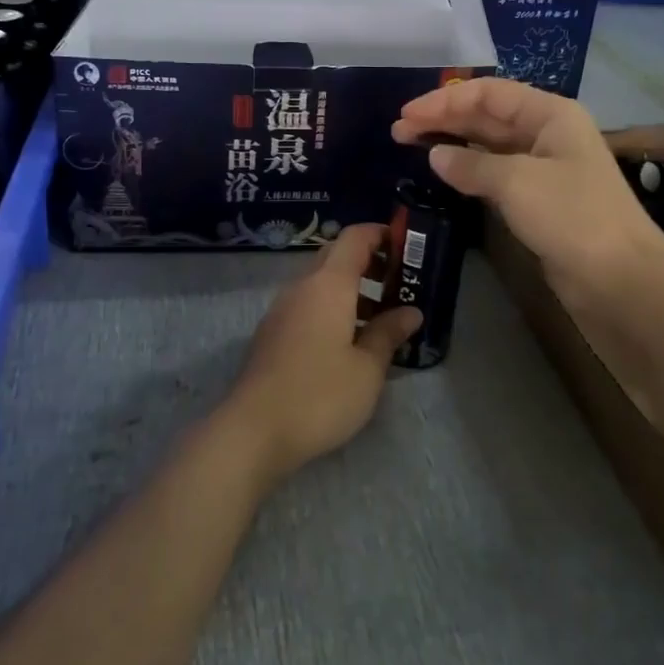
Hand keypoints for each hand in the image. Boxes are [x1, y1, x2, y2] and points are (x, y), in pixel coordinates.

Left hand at [224, 225, 421, 484]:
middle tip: (401, 284)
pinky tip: (349, 343)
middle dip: (369, 262)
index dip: (381, 234)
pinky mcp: (272, 334)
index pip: (354, 238)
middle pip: (336, 256)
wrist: (253, 431)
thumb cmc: (320, 395)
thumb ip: (388, 334)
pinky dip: (332, 310)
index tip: (407, 246)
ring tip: (382, 320)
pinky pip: (307, 306)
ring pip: (320, 284)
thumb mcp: (367, 369)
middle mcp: (301, 288)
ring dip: (352, 290)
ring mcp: (281, 311)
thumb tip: (410, 312)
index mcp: (328, 285)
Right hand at [393, 78, 663, 312]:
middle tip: (399, 131)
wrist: (619, 279)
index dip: (445, 100)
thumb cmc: (571, 216)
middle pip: (488, 116)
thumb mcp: (517, 182)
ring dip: (453, 143)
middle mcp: (547, 134)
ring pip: (489, 145)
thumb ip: (471, 165)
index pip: (489, 93)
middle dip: (444, 119)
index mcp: (550, 114)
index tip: (406, 115)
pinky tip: (444, 174)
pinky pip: (496, 174)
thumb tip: (435, 156)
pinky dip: (468, 171)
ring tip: (412, 148)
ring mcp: (544, 168)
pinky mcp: (538, 201)